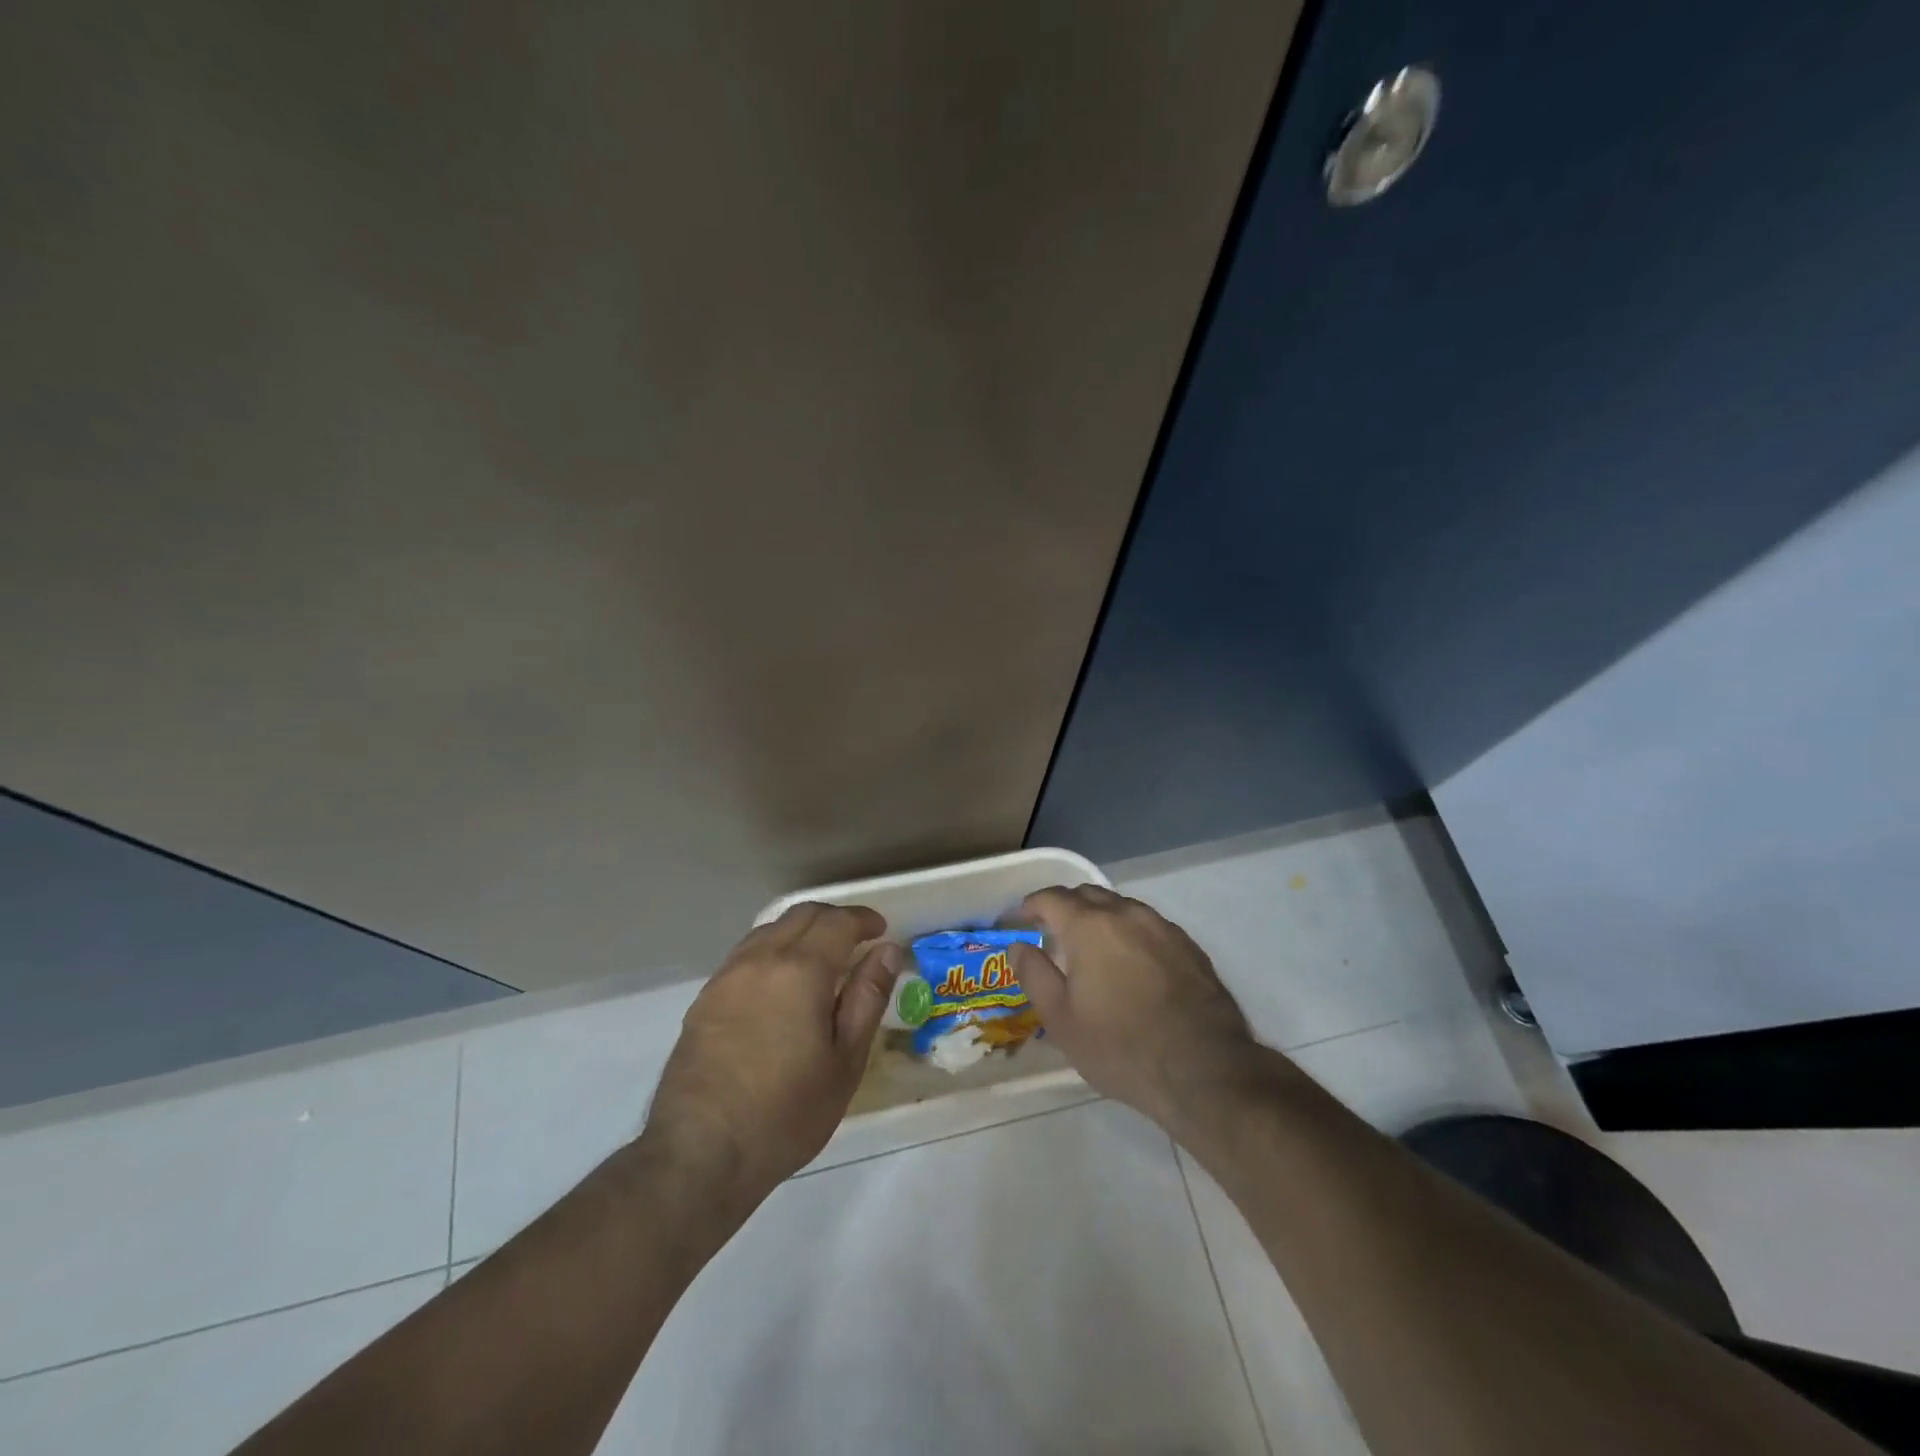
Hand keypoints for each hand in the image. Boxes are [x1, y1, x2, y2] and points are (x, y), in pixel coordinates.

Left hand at [644, 903, 899, 1207]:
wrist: (699, 1153)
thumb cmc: (786, 1112)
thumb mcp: (845, 1061)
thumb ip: (867, 998)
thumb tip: (886, 952)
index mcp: (800, 970)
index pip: (837, 922)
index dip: (863, 920)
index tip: (880, 931)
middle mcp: (760, 959)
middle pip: (801, 915)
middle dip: (833, 919)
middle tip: (856, 940)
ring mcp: (727, 976)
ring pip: (770, 930)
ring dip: (800, 931)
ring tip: (820, 959)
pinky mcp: (705, 998)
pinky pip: (746, 954)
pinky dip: (773, 950)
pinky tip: (780, 983)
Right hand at [1011, 886, 1258, 1129]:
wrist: (1203, 1070)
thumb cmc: (1120, 1047)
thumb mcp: (1061, 1019)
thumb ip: (1034, 974)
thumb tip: (1018, 946)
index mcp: (1089, 925)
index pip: (1051, 898)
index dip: (1031, 905)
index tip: (1020, 919)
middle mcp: (1126, 914)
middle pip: (1088, 894)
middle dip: (1065, 906)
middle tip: (1052, 932)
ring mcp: (1163, 927)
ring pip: (1122, 908)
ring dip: (1100, 918)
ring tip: (1092, 948)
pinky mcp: (1189, 946)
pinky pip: (1149, 927)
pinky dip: (1130, 934)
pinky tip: (1131, 964)